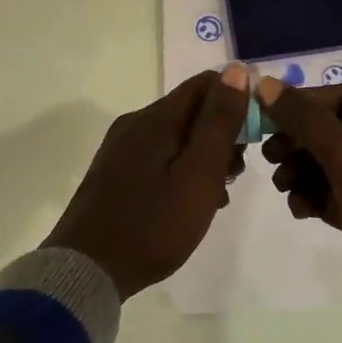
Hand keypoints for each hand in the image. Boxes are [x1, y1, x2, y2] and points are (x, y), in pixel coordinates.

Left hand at [42, 66, 250, 298]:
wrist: (87, 271)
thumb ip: (219, 122)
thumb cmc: (153, 224)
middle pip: (191, 109)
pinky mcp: (114, 170)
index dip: (237, 100)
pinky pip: (158, 155)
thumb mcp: (199, 175)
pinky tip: (188, 202)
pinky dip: (181, 168)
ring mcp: (121, 147)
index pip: (206, 83)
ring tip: (216, 195)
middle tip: (234, 174)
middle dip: (221, 133)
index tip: (254, 136)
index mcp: (156, 118)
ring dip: (203, 155)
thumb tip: (236, 71)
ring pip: (176, 134)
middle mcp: (136, 122)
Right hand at [257, 77, 341, 340]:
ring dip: (303, 171)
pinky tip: (299, 209)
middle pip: (335, 130)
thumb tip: (264, 84)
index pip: (340, 97)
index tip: (265, 120)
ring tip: (282, 187)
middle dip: (299, 143)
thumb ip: (303, 117)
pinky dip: (318, 197)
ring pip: (335, 163)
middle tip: (269, 157)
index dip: (300, 106)